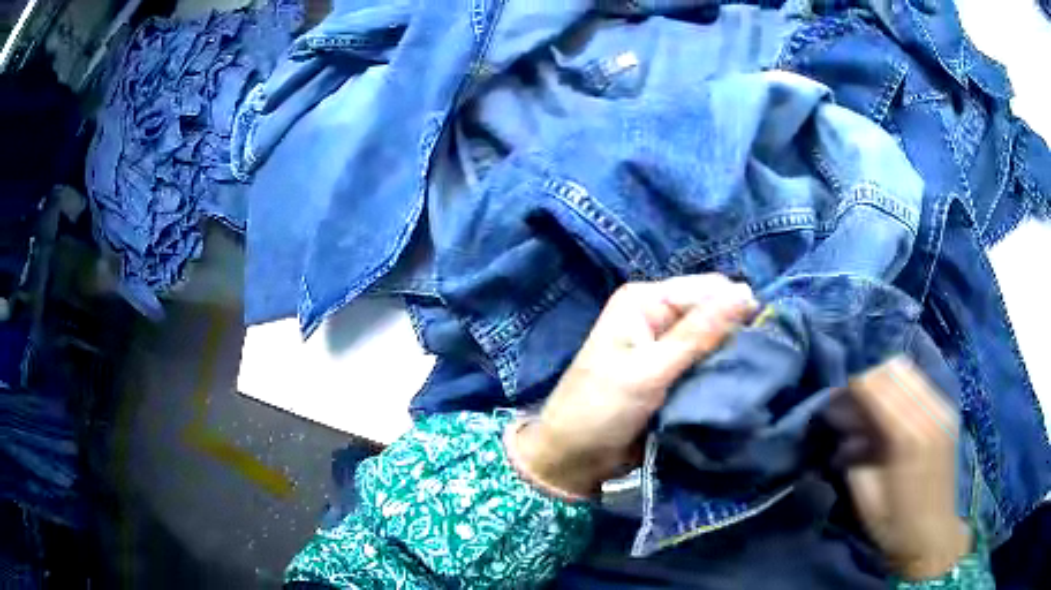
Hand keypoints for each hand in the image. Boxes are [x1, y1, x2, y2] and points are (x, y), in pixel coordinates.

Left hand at [508, 274, 756, 497]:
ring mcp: (666, 346)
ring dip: (730, 358)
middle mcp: (658, 315)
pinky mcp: (672, 374)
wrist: (572, 458)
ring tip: (750, 377)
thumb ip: (699, 333)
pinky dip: (719, 375)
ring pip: (715, 341)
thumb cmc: (601, 409)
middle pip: (714, 313)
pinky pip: (707, 365)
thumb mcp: (649, 370)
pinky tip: (735, 386)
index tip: (762, 341)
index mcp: (646, 300)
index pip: (709, 289)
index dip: (737, 309)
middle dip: (736, 335)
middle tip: (755, 365)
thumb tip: (747, 292)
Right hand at [844, 358, 971, 580]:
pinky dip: (901, 388)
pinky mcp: (947, 411)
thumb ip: (855, 456)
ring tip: (870, 407)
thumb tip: (847, 432)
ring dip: (884, 382)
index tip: (834, 404)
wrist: (932, 534)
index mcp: (907, 435)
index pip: (876, 387)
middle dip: (867, 382)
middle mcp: (929, 412)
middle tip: (851, 407)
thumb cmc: (895, 523)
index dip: (851, 390)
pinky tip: (892, 411)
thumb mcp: (866, 497)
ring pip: (908, 371)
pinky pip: (920, 383)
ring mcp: (942, 408)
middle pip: (893, 371)